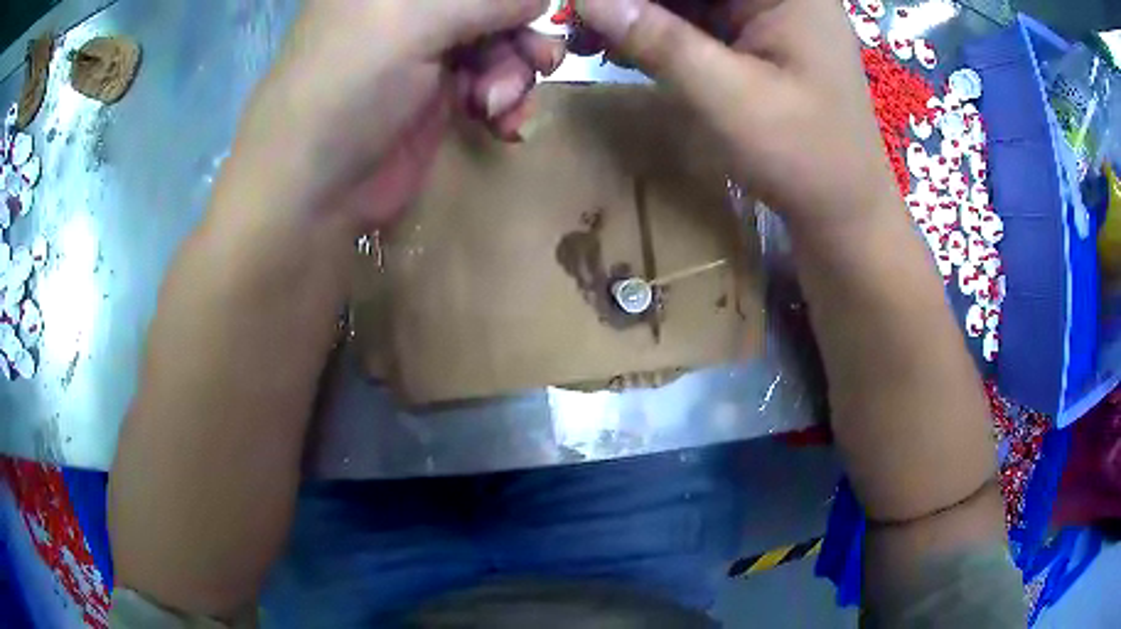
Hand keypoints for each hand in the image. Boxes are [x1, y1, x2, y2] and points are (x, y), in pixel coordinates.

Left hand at [233, 0, 562, 229]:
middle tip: (541, 60)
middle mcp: (408, 10)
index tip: (530, 13)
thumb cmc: (350, 90)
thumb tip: (539, 0)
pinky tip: (502, 122)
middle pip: (489, 5)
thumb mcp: (415, 23)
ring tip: (501, 106)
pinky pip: (490, 82)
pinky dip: (505, 100)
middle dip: (519, 31)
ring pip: (498, 43)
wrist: (313, 193)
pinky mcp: (436, 96)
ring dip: (514, 72)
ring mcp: (424, 52)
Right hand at [579, 0, 897, 232]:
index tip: (586, 5)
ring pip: (687, 0)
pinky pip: (696, 21)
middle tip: (580, 21)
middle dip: (634, 2)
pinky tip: (622, 49)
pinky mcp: (755, 37)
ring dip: (638, 15)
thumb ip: (657, 40)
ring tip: (589, 39)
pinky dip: (657, 33)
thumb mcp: (727, 96)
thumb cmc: (803, 157)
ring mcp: (766, 13)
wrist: (842, 210)